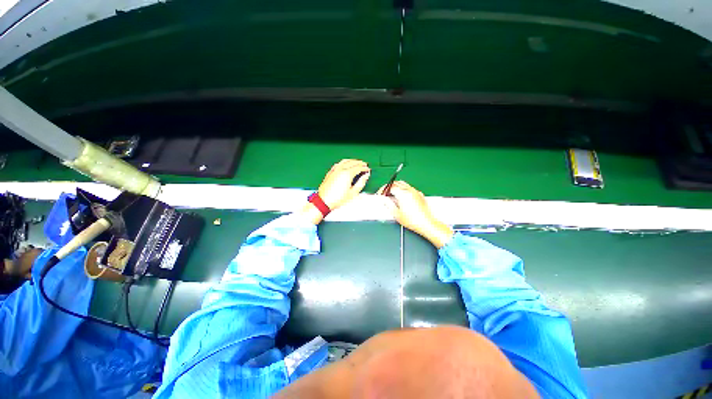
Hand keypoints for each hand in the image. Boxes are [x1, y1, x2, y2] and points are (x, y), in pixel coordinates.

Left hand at [299, 159, 370, 223]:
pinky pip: (338, 164)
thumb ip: (361, 183)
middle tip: (364, 164)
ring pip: (345, 161)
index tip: (368, 169)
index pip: (358, 167)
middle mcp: (340, 170)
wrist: (324, 201)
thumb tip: (365, 176)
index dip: (364, 168)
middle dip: (359, 163)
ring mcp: (334, 170)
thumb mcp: (353, 193)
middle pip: (352, 162)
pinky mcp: (330, 172)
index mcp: (347, 174)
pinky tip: (345, 165)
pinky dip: (344, 162)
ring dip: (352, 161)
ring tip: (356, 163)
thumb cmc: (337, 199)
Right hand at [378, 181, 453, 247]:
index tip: (380, 193)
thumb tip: (384, 199)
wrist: (427, 224)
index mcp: (403, 194)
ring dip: (396, 187)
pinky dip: (403, 189)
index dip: (383, 190)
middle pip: (396, 183)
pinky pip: (409, 188)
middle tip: (384, 193)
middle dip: (389, 187)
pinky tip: (402, 197)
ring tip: (392, 195)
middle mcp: (409, 190)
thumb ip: (388, 204)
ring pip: (403, 184)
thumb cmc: (413, 221)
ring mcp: (415, 192)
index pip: (390, 187)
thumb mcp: (396, 214)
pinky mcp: (419, 194)